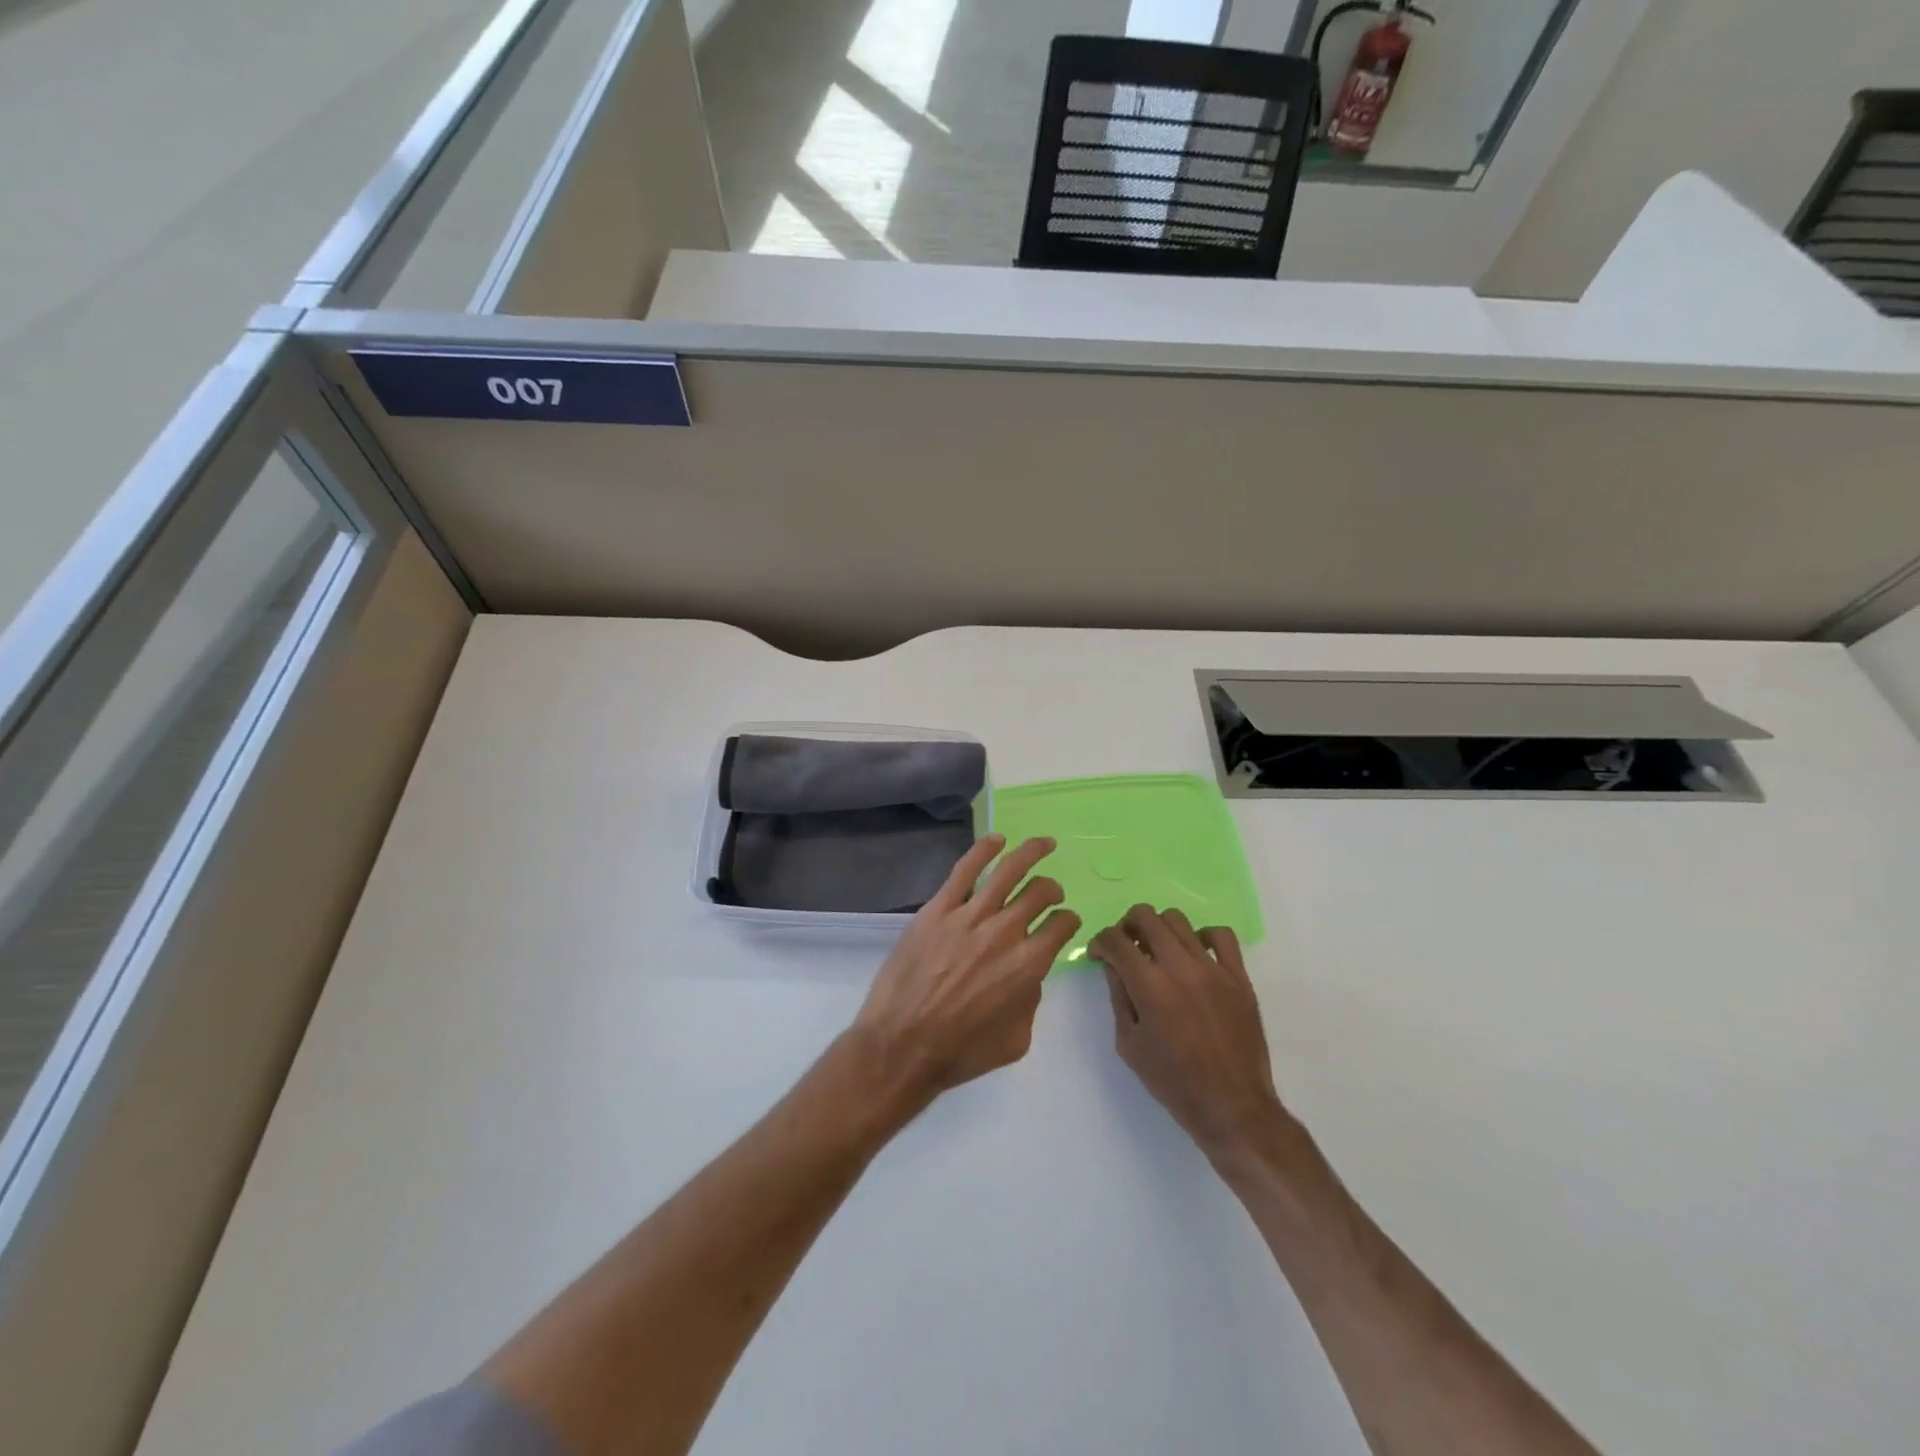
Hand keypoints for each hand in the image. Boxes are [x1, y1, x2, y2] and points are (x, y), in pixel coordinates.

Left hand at [850, 835, 1080, 1108]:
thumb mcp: (1016, 1040)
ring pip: (1008, 870)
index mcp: (1029, 965)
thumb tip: (1029, 975)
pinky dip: (984, 850)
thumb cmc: (960, 1052)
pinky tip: (997, 840)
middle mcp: (1005, 932)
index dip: (1068, 921)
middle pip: (1040, 893)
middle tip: (1051, 892)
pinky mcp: (938, 909)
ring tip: (1043, 843)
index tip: (1064, 922)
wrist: (902, 1045)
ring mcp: (969, 916)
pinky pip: (965, 869)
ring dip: (1031, 852)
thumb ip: (1031, 1001)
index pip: (1061, 926)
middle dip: (1052, 889)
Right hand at [1091, 906, 1284, 1162]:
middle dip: (1126, 925)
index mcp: (1149, 986)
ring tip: (1158, 950)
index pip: (1116, 940)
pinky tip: (1195, 954)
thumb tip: (1114, 966)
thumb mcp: (1129, 1044)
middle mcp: (1180, 967)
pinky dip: (1203, 936)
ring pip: (1179, 920)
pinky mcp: (1239, 977)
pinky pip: (1222, 936)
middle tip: (1126, 946)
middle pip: (1145, 916)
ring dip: (1159, 928)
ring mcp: (1213, 969)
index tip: (1099, 955)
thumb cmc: (1173, 1082)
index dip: (1100, 942)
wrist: (1232, 1106)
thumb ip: (1119, 997)